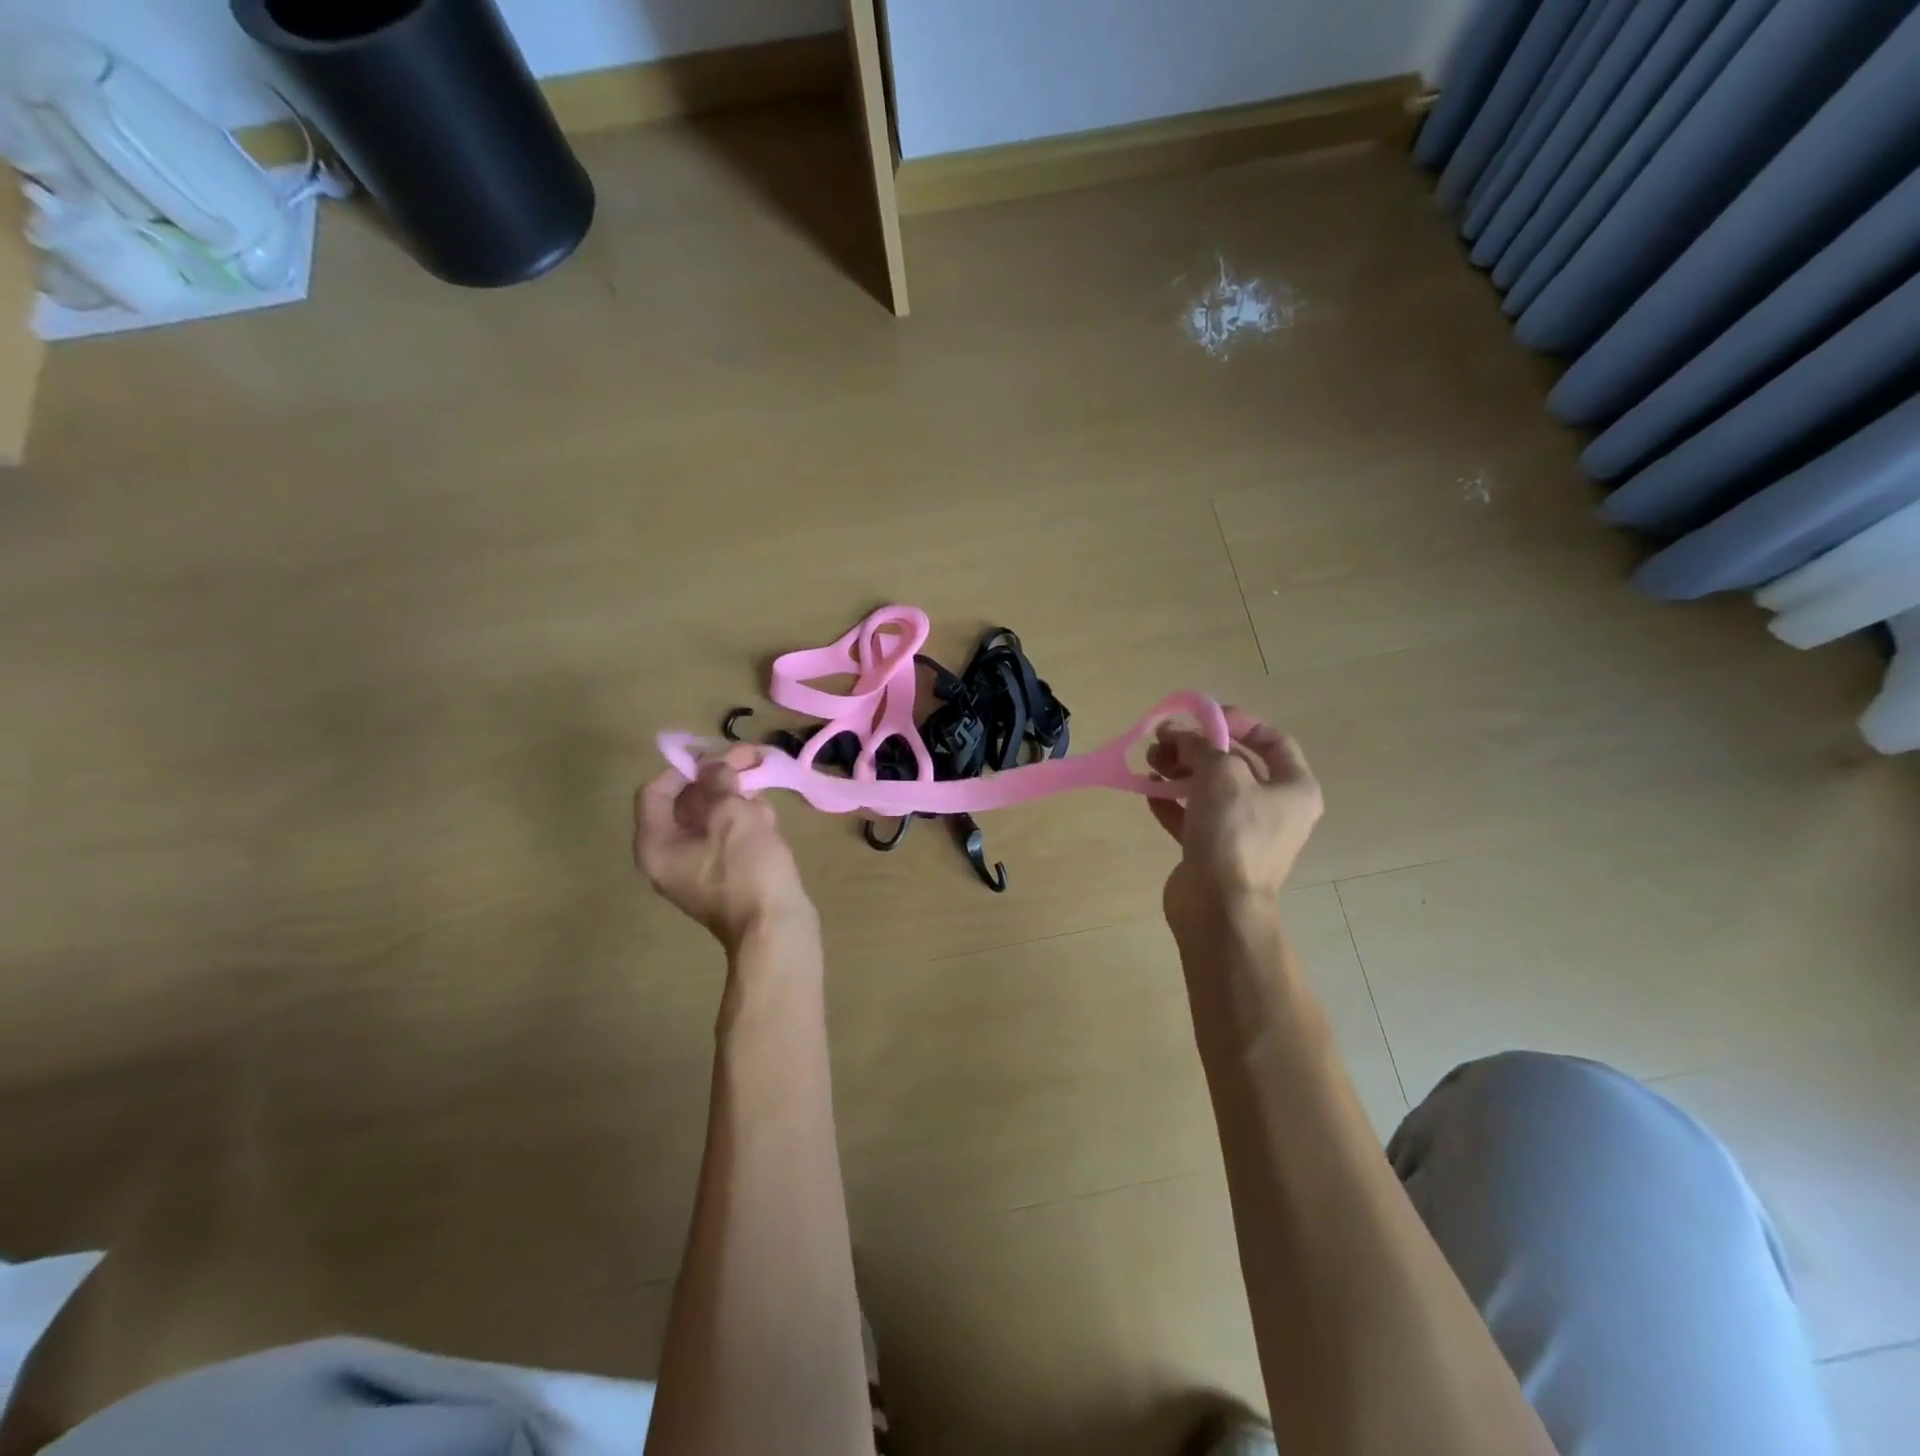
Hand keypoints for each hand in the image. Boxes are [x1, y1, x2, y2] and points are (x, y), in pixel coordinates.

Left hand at [635, 749, 815, 952]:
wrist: (776, 930)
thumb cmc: (747, 869)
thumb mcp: (732, 814)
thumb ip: (719, 781)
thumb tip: (715, 765)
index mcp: (657, 844)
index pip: (656, 791)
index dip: (684, 766)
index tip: (717, 752)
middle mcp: (670, 856)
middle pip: (686, 803)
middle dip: (718, 777)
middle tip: (750, 757)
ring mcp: (699, 869)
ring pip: (711, 819)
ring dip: (736, 797)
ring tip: (763, 783)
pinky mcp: (727, 877)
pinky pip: (728, 839)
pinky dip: (744, 821)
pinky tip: (767, 814)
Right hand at [1147, 706, 1323, 929]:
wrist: (1218, 905)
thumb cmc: (1233, 832)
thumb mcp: (1221, 773)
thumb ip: (1201, 745)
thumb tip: (1179, 735)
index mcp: (1294, 788)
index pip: (1272, 740)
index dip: (1237, 722)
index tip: (1201, 718)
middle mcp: (1274, 809)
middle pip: (1233, 764)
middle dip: (1196, 748)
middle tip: (1162, 741)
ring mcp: (1244, 833)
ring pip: (1209, 790)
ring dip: (1179, 771)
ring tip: (1149, 764)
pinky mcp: (1214, 852)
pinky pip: (1192, 817)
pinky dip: (1172, 802)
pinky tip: (1149, 793)